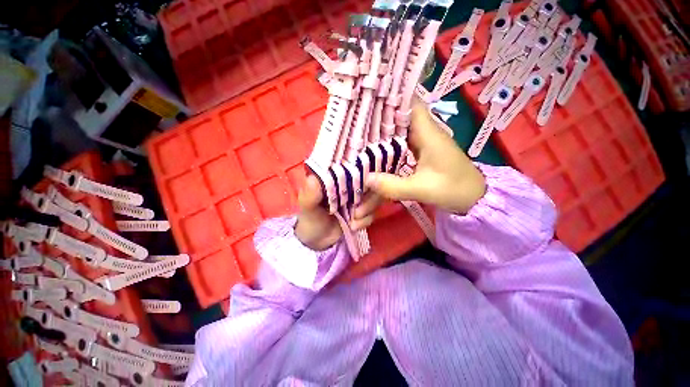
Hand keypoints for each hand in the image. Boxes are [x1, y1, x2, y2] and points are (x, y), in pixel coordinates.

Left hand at [295, 174, 382, 250]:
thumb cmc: (309, 218)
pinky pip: (374, 210)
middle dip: (368, 196)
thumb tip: (314, 179)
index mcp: (335, 174)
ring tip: (354, 219)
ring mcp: (359, 194)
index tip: (362, 182)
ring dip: (368, 207)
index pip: (354, 163)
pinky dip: (366, 219)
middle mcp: (350, 180)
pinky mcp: (365, 209)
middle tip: (357, 210)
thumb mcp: (307, 206)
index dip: (362, 169)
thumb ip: (310, 193)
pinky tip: (353, 226)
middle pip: (372, 178)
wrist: (317, 241)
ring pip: (376, 194)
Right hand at [366, 98, 485, 213]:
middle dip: (379, 116)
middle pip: (400, 116)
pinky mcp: (424, 153)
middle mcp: (425, 132)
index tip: (369, 94)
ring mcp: (425, 143)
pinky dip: (390, 147)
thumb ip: (394, 186)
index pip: (410, 102)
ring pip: (400, 131)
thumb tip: (365, 179)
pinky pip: (403, 145)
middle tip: (354, 116)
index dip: (392, 95)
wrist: (475, 198)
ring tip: (358, 133)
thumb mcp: (423, 189)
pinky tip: (375, 153)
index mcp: (427, 132)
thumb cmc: (454, 188)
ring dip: (383, 133)